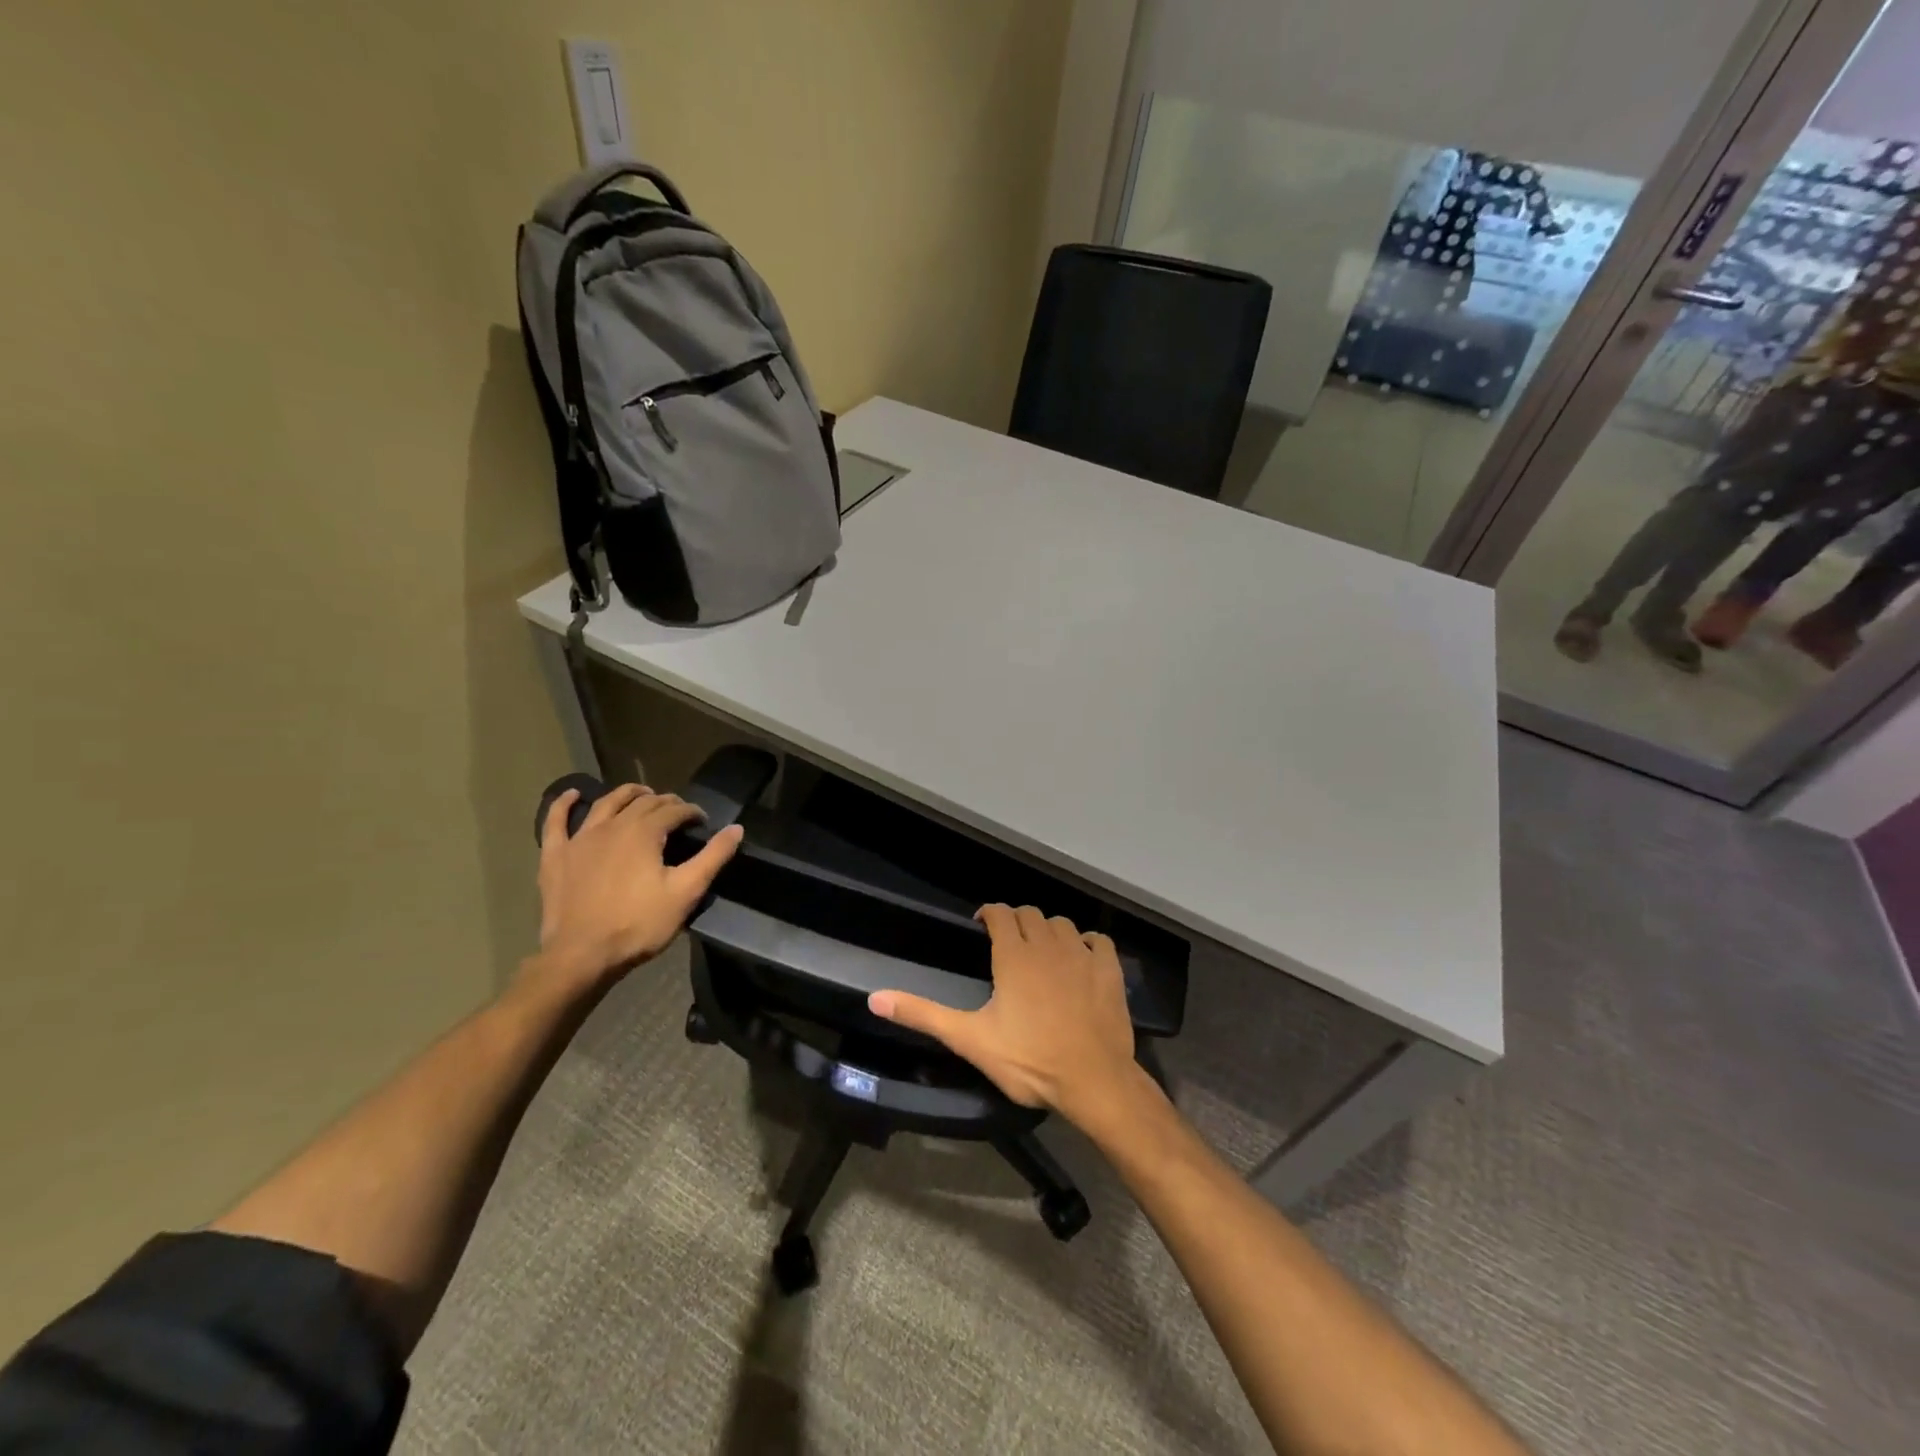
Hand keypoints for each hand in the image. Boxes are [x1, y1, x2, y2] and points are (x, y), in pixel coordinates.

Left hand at [526, 783, 742, 995]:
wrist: (581, 955)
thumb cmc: (639, 924)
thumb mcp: (686, 892)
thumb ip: (713, 857)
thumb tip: (736, 828)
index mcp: (644, 831)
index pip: (674, 810)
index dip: (692, 812)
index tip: (702, 822)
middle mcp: (612, 825)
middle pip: (642, 803)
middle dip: (664, 802)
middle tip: (678, 812)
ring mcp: (580, 838)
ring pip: (606, 804)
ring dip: (626, 794)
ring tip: (641, 793)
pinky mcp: (556, 856)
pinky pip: (556, 822)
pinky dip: (563, 805)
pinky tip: (571, 795)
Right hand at [867, 904, 1143, 1128]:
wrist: (1093, 1081)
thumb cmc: (1029, 1060)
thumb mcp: (970, 1040)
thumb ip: (924, 1015)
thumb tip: (874, 997)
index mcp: (1014, 955)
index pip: (1000, 913)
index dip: (989, 913)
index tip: (982, 926)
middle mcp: (1047, 944)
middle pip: (1030, 914)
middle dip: (1016, 921)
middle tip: (1007, 942)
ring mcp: (1082, 955)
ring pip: (1062, 923)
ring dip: (1048, 929)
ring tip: (1040, 950)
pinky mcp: (1109, 970)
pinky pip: (1097, 940)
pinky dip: (1086, 942)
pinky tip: (1081, 957)